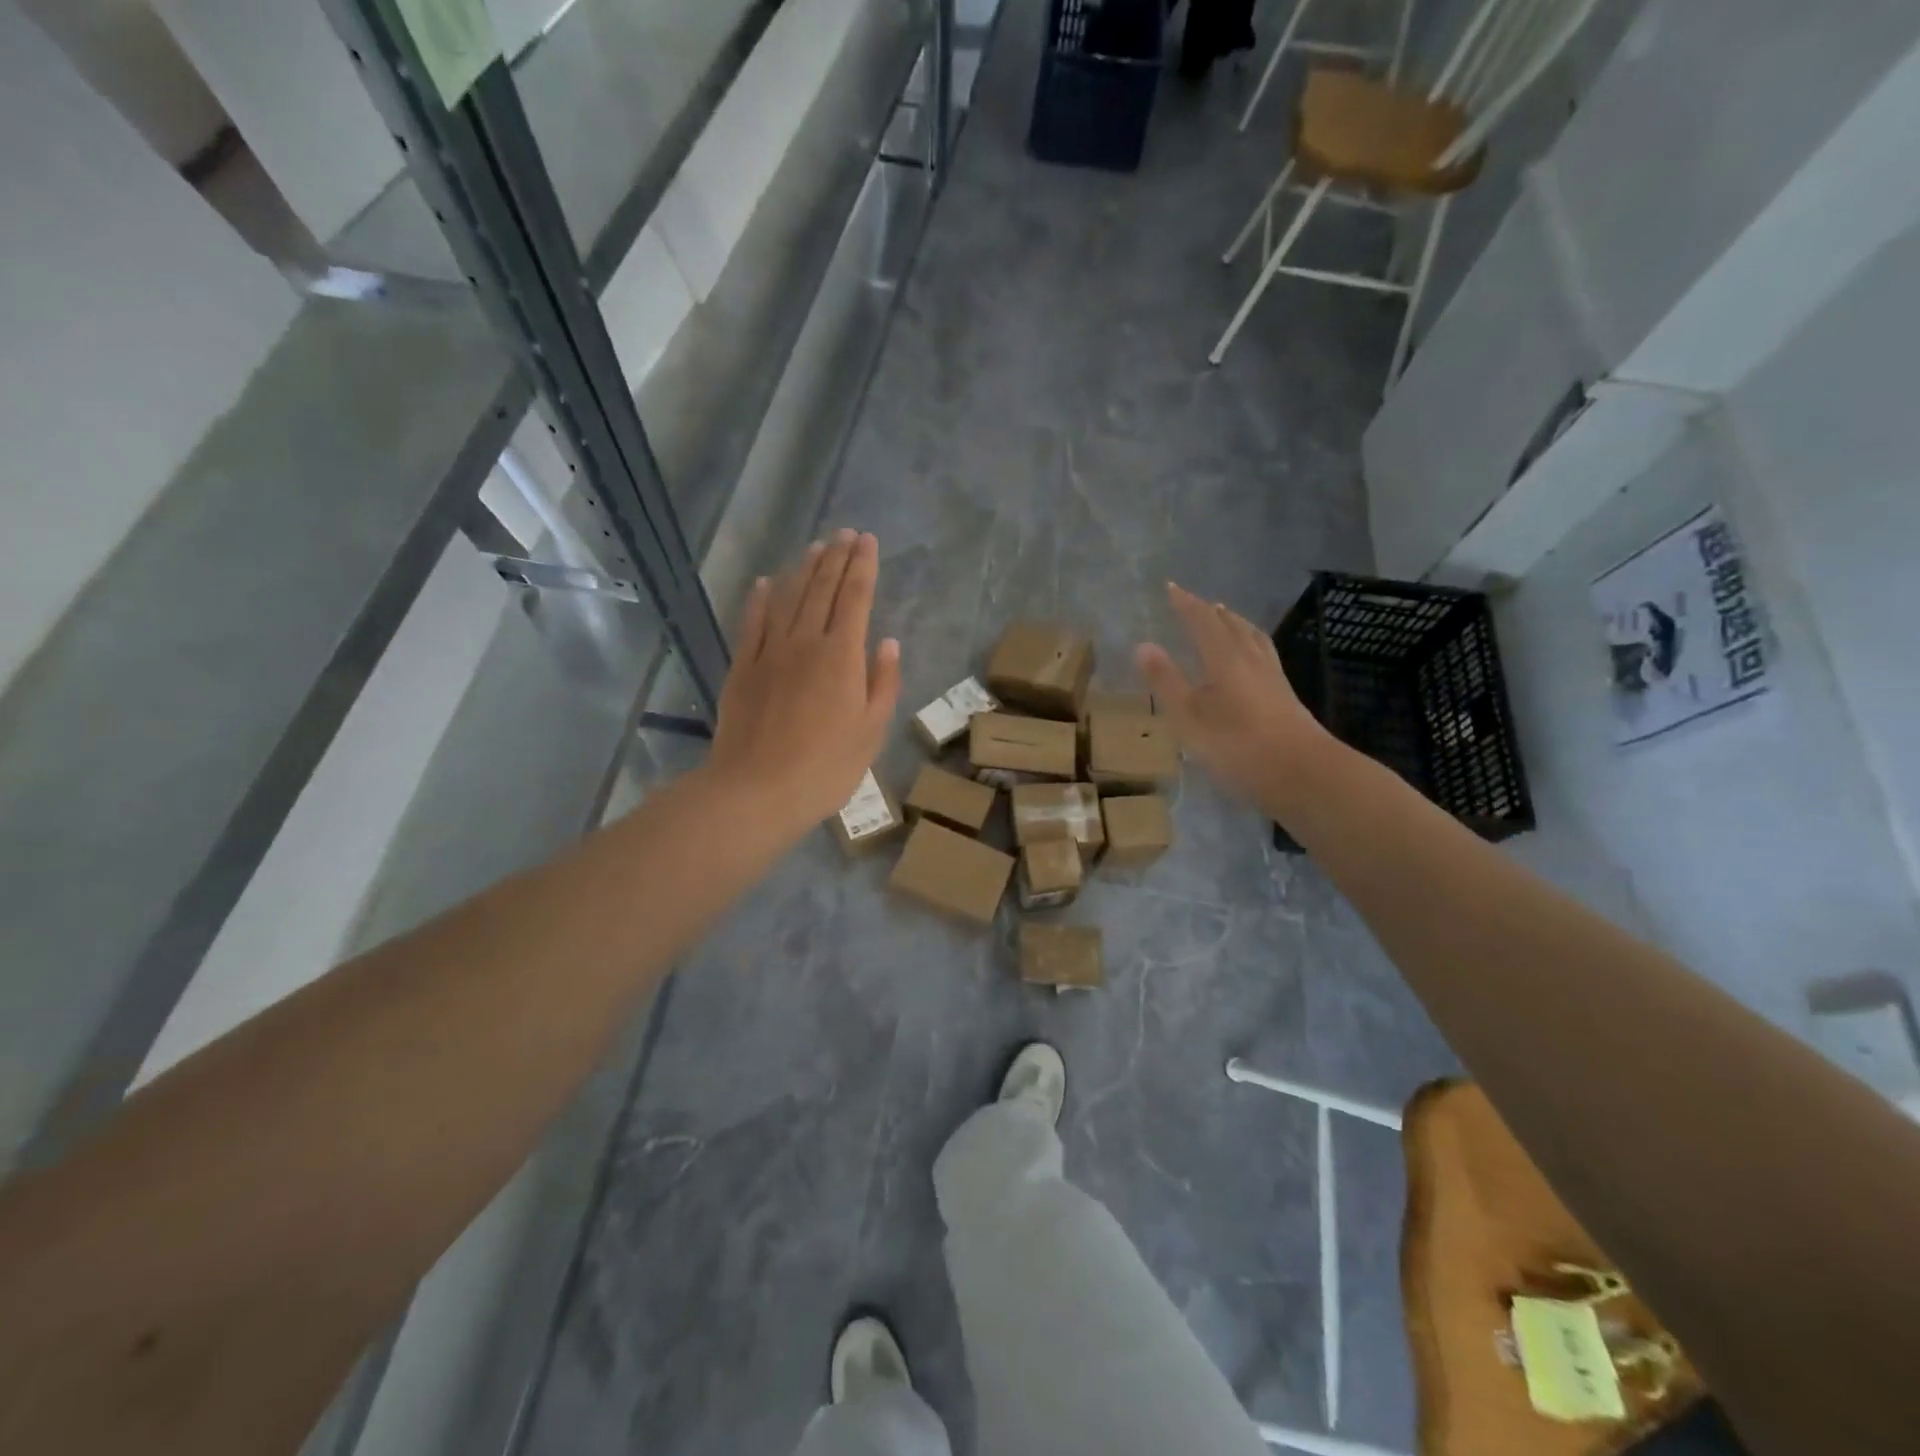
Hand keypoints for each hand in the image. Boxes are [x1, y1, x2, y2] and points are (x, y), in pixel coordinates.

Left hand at [709, 530, 901, 829]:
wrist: (757, 790)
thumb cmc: (826, 768)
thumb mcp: (871, 732)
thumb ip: (882, 683)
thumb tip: (887, 643)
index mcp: (842, 656)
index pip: (856, 598)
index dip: (863, 567)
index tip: (868, 541)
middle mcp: (806, 642)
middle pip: (822, 589)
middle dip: (837, 558)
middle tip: (845, 533)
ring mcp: (769, 652)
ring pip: (788, 598)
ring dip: (803, 570)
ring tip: (816, 547)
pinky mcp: (742, 668)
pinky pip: (752, 623)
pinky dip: (759, 599)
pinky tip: (765, 583)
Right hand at [1135, 582, 1329, 812]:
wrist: (1303, 773)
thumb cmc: (1237, 746)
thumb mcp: (1189, 718)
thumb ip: (1166, 681)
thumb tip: (1143, 644)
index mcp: (1225, 659)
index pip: (1202, 621)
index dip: (1186, 604)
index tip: (1171, 587)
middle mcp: (1251, 659)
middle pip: (1231, 625)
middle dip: (1211, 611)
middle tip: (1197, 602)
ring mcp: (1273, 677)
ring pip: (1252, 638)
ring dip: (1236, 623)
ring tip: (1226, 617)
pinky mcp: (1286, 695)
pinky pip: (1264, 653)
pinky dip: (1251, 643)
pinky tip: (1253, 658)